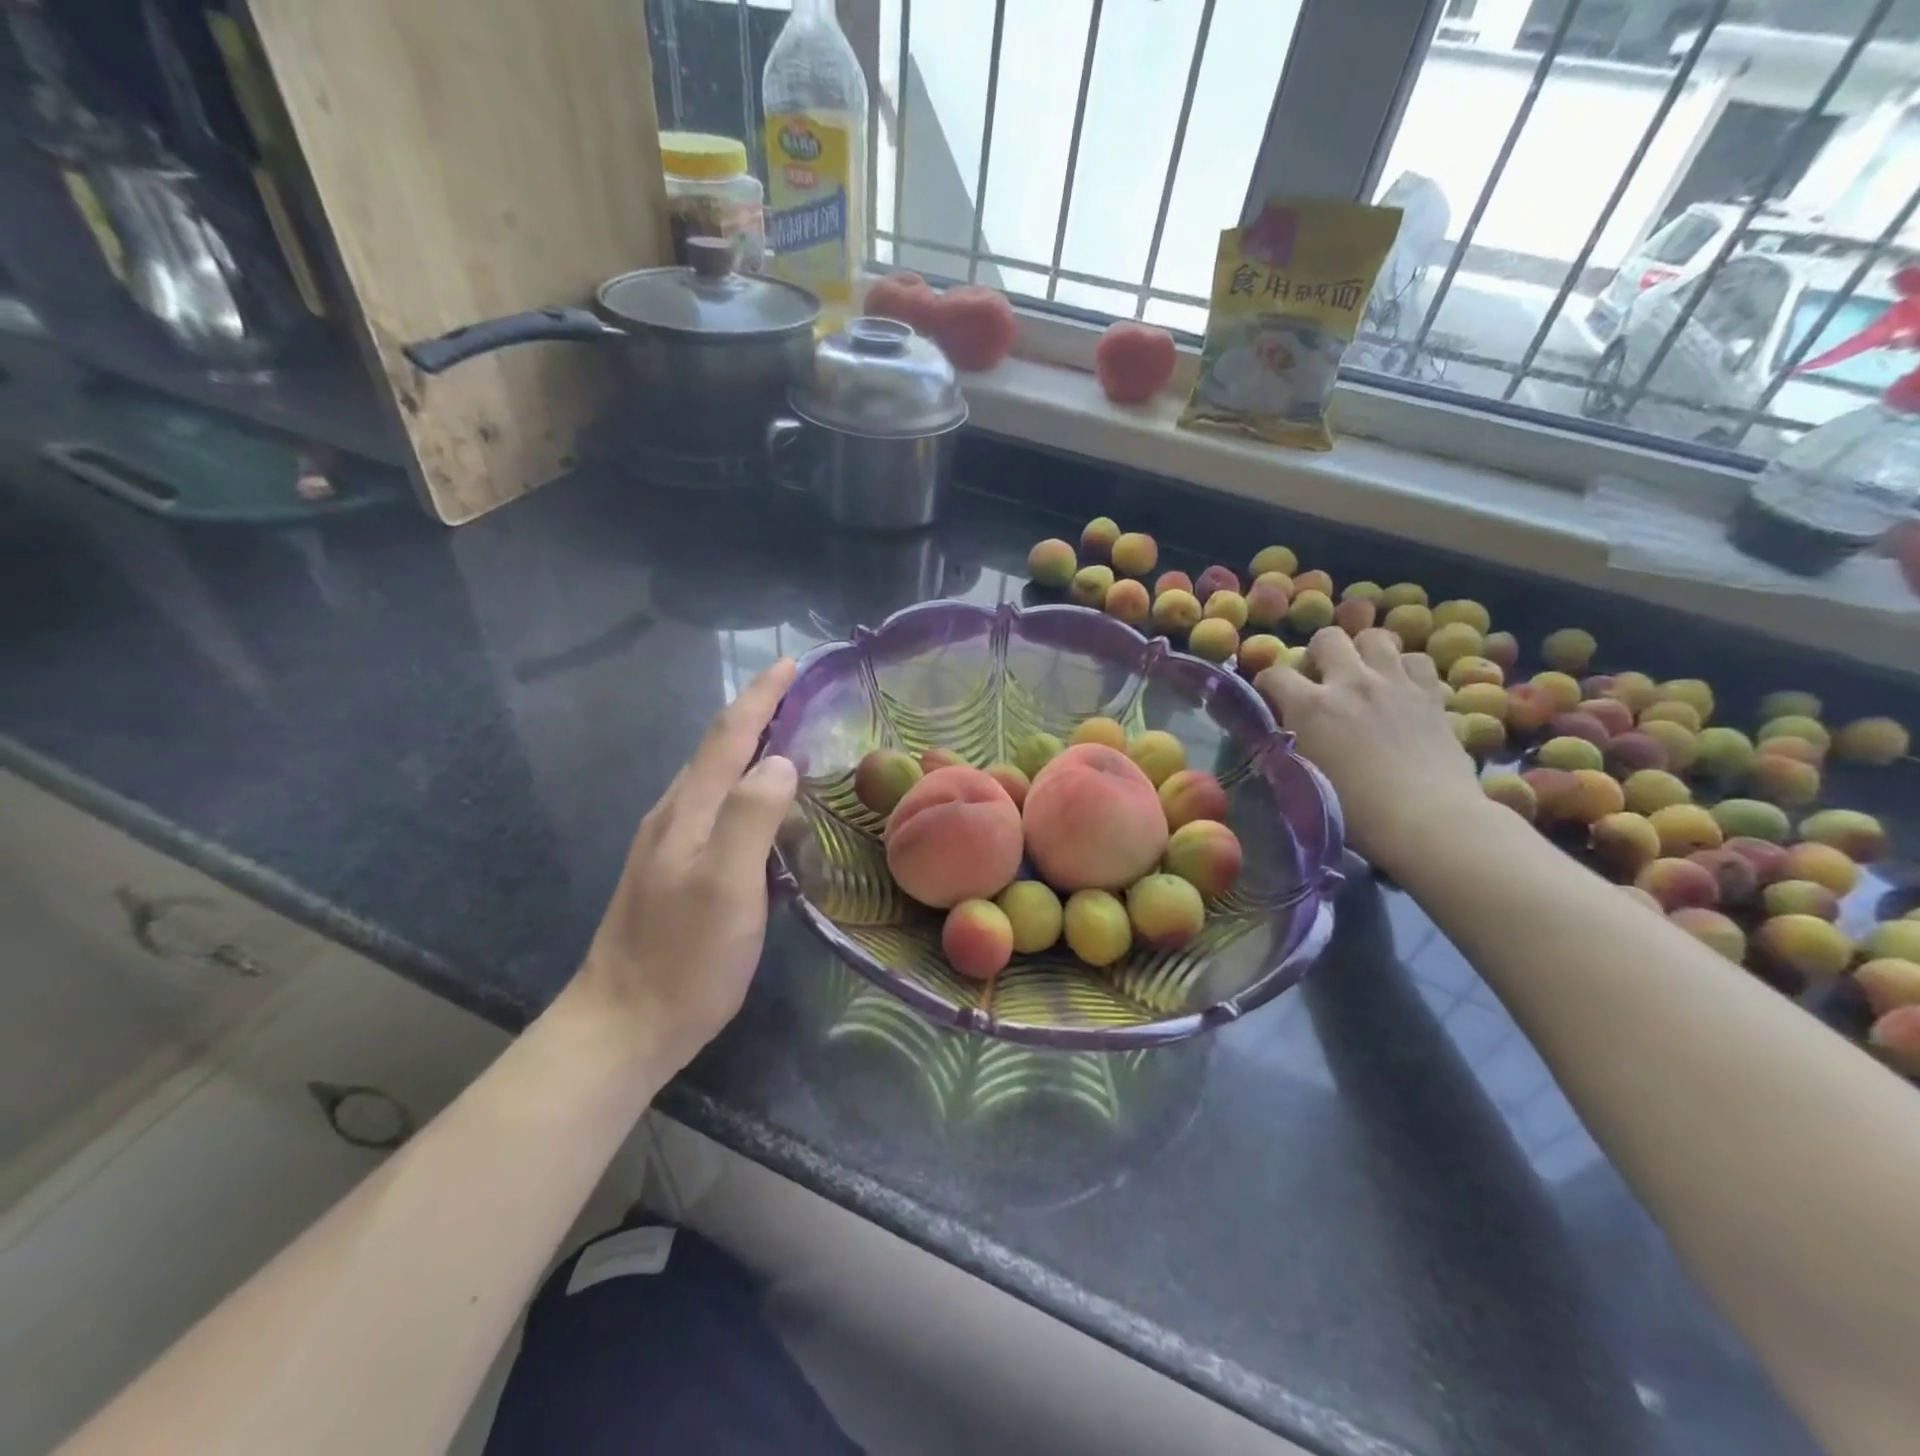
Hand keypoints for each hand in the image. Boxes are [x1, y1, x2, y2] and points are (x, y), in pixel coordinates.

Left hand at [575, 659, 798, 1072]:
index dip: (760, 697)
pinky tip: (759, 803)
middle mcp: (674, 817)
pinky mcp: (674, 871)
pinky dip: (742, 785)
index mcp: (688, 812)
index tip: (791, 663)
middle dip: (755, 713)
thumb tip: (781, 761)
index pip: (728, 737)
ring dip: (747, 747)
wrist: (622, 1025)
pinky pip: (715, 808)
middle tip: (797, 694)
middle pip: (716, 749)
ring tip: (786, 736)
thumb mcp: (727, 886)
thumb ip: (752, 817)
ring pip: (713, 778)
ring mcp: (669, 845)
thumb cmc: (685, 958)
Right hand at [1255, 627, 1483, 877]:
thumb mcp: (1303, 777)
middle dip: (1318, 654)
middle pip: (1328, 637)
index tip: (1271, 700)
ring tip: (1363, 676)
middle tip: (1321, 681)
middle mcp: (1351, 682)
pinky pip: (1416, 661)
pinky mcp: (1432, 695)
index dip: (1267, 684)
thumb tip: (1282, 733)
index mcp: (1310, 706)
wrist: (1428, 821)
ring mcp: (1395, 684)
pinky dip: (1404, 670)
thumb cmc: (1356, 812)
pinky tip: (1401, 690)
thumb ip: (1289, 744)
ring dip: (1364, 653)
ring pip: (1376, 637)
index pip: (1274, 673)